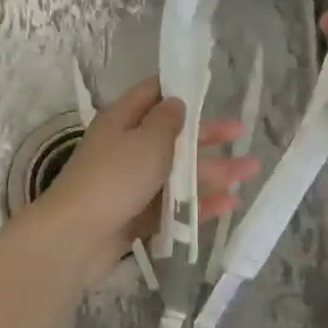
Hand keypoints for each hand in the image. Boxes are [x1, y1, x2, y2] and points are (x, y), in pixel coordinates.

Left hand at [41, 77, 257, 266]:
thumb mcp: (147, 140)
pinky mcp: (136, 217)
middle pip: (172, 136)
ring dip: (212, 171)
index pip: (152, 94)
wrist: (76, 237)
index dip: (180, 89)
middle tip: (241, 134)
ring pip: (177, 173)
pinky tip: (229, 205)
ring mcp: (131, 184)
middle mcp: (126, 148)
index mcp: (122, 120)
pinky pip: (172, 206)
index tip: (209, 89)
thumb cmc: (115, 177)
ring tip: (250, 172)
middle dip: (208, 136)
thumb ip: (168, 121)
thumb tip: (176, 102)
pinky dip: (199, 204)